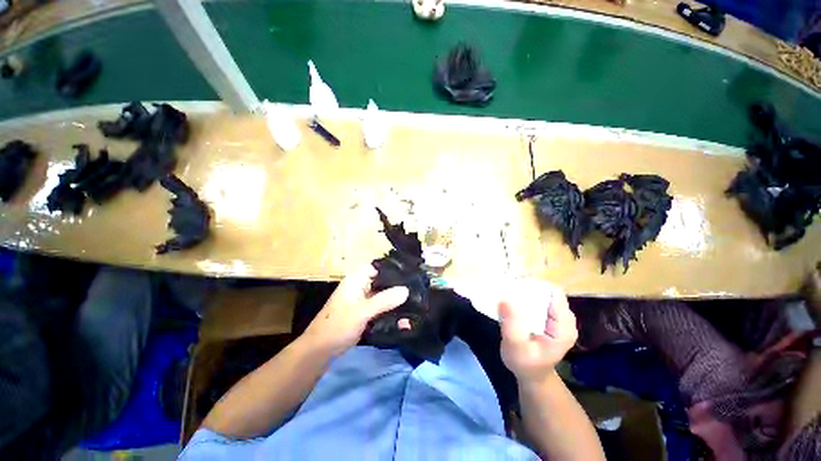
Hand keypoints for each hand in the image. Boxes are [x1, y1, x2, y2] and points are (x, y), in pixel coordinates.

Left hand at [303, 265, 408, 356]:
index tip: (410, 274)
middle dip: (398, 285)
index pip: (378, 267)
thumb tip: (406, 290)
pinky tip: (404, 315)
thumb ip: (384, 300)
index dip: (393, 268)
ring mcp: (364, 299)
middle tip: (416, 289)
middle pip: (383, 280)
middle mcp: (361, 286)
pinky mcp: (366, 311)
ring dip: (395, 299)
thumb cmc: (338, 325)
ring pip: (384, 294)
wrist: (321, 350)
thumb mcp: (362, 311)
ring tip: (414, 302)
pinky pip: (382, 306)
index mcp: (357, 279)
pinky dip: (391, 309)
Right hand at [498, 279, 577, 382]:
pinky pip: (541, 300)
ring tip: (510, 292)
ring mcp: (560, 319)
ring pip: (545, 295)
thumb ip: (511, 325)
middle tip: (509, 288)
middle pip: (550, 293)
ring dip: (528, 292)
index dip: (536, 287)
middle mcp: (566, 321)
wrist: (530, 375)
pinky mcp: (552, 318)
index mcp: (563, 329)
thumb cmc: (524, 364)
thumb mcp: (515, 348)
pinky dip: (528, 298)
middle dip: (530, 288)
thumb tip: (504, 300)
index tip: (515, 286)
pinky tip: (515, 300)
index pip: (555, 296)